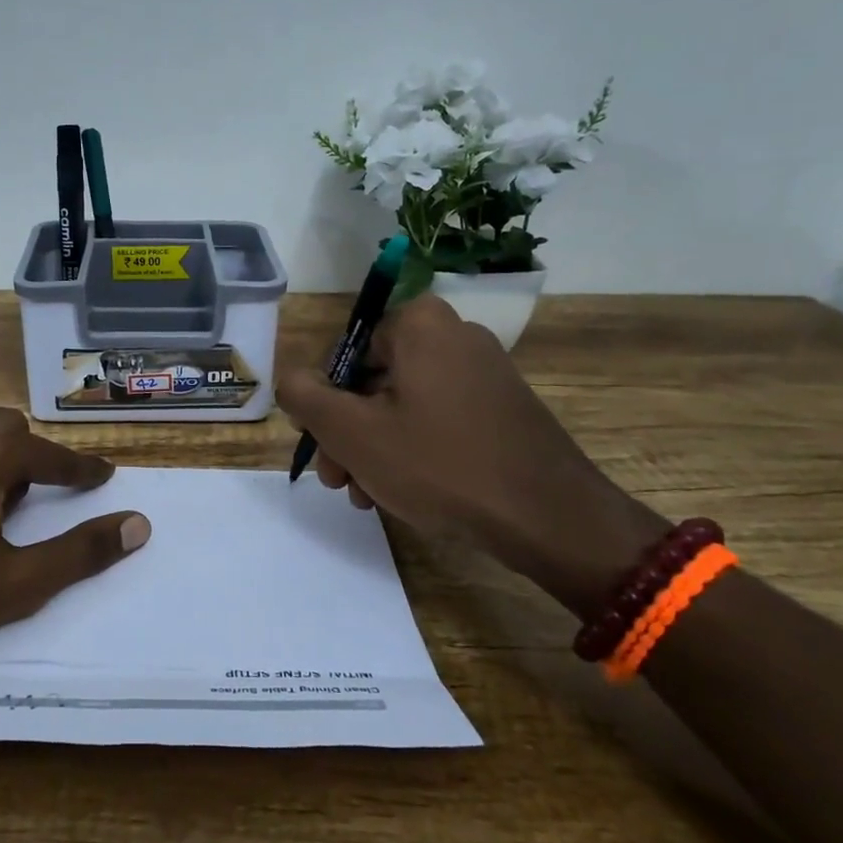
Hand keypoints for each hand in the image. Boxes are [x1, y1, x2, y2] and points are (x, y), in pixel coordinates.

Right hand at [277, 296, 667, 616]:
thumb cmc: (439, 464)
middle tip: (338, 481)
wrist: (550, 518)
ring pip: (404, 405)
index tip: (321, 448)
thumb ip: (304, 396)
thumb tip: (291, 378)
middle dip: (348, 434)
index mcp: (419, 325)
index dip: (324, 403)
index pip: (345, 354)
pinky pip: (439, 420)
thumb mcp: (352, 432)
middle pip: (374, 381)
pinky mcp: (504, 407)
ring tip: (368, 497)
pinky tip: (404, 493)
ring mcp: (485, 371)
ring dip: (375, 449)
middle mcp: (455, 335)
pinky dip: (414, 450)